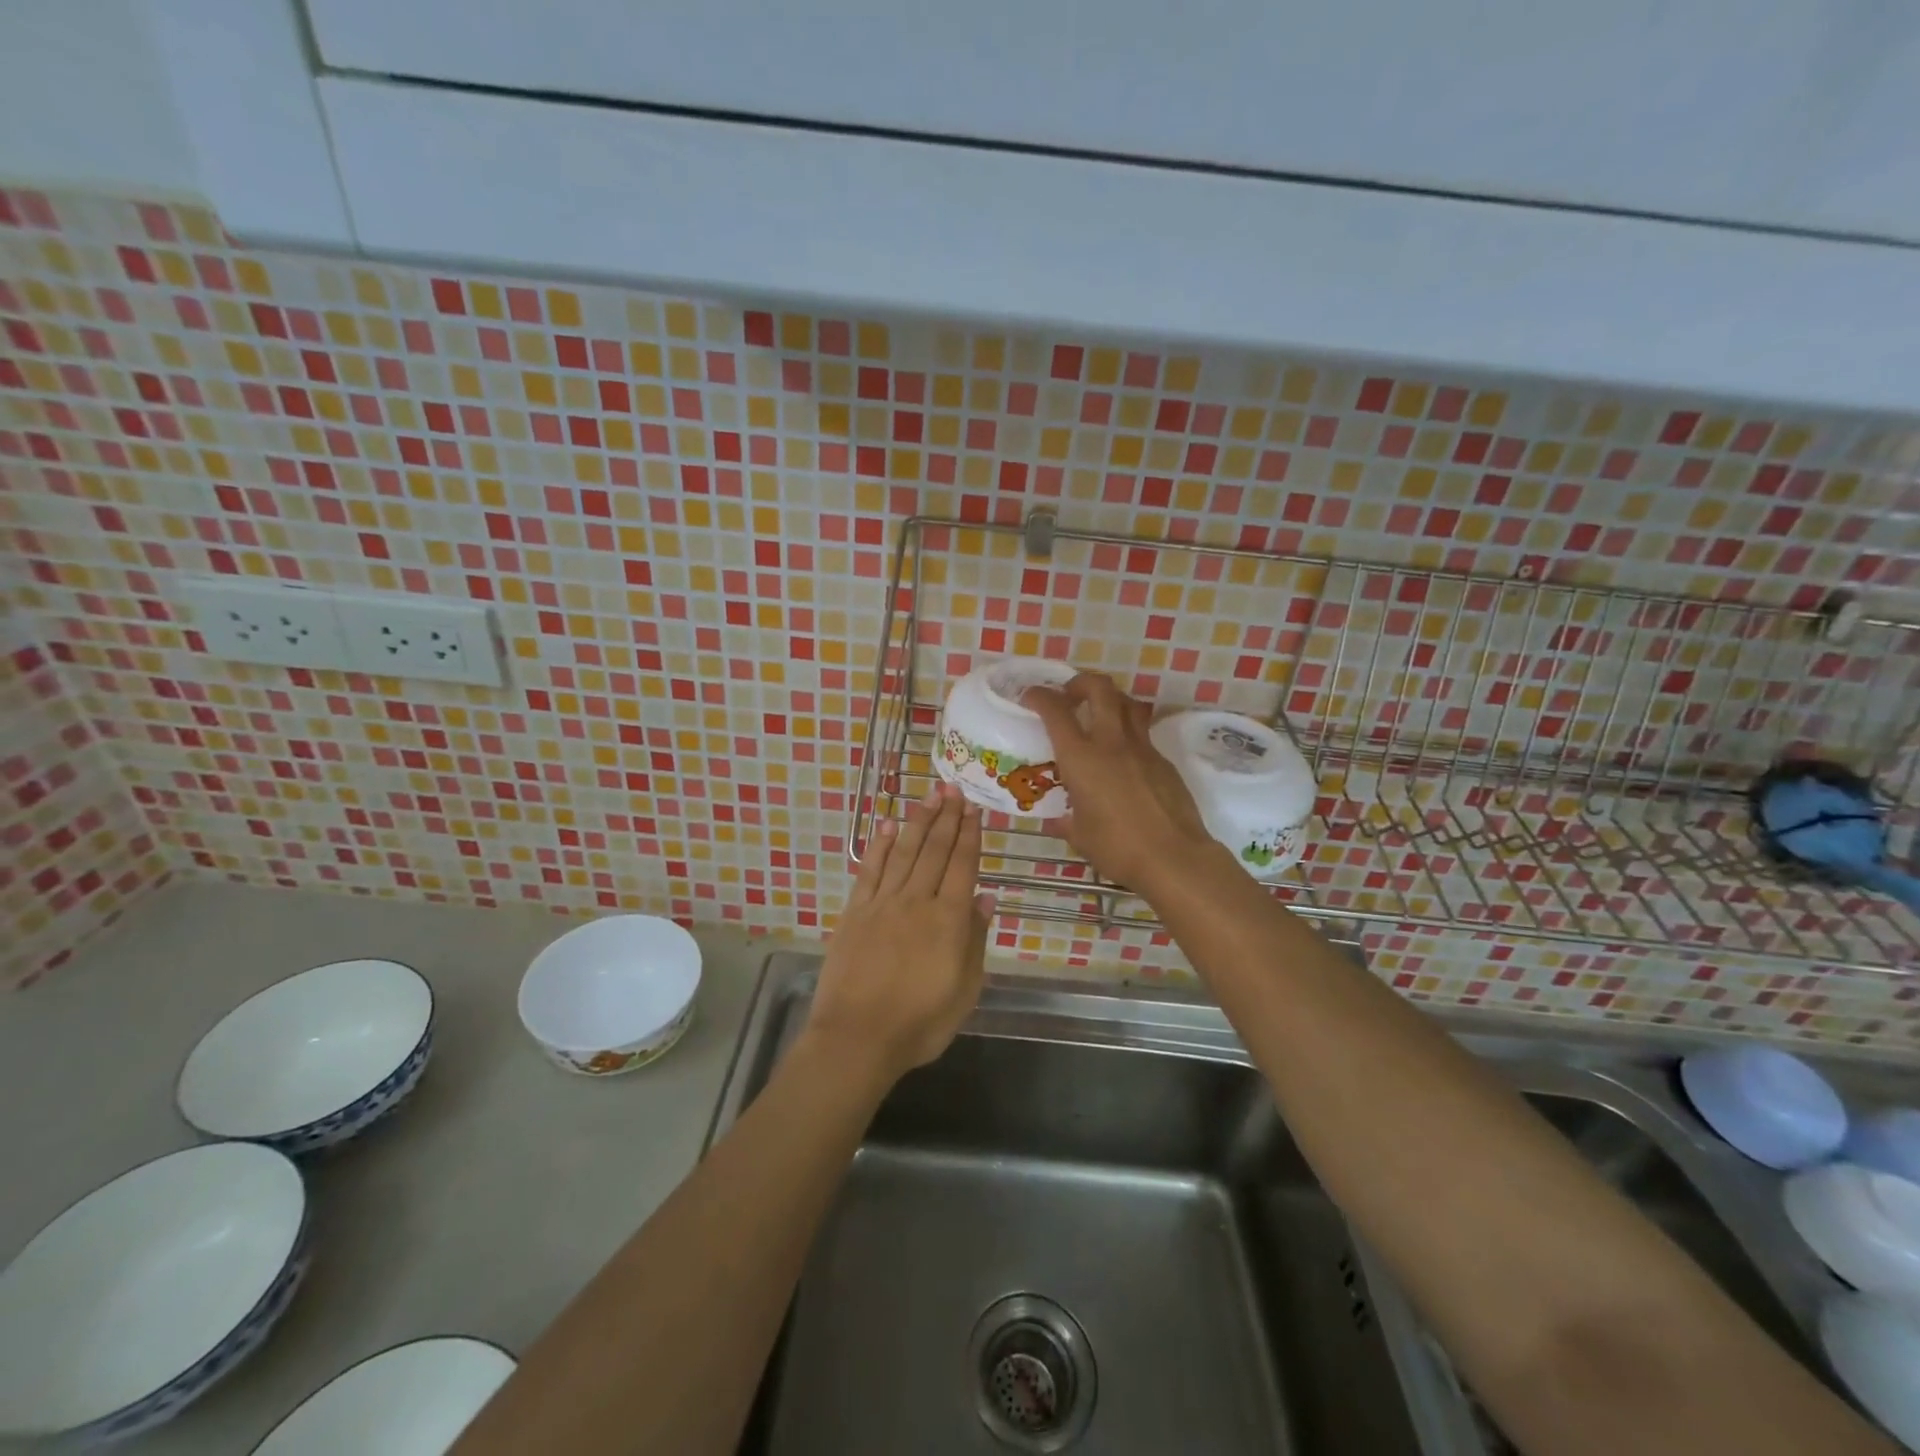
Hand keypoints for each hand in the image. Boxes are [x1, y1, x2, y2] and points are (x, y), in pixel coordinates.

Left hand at [805, 784, 993, 1085]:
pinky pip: (870, 870)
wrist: (857, 1038)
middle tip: (953, 788)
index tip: (974, 808)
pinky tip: (888, 826)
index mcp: (948, 920)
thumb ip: (975, 939)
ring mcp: (882, 903)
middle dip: (947, 817)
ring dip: (918, 821)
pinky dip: (880, 846)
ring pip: (904, 852)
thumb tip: (985, 896)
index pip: (963, 865)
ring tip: (929, 796)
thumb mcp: (965, 990)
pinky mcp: (855, 912)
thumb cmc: (920, 1023)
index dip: (970, 835)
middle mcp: (917, 901)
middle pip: (935, 850)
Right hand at [1024, 673, 1219, 891]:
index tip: (1031, 696)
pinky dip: (1128, 734)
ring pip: (1127, 704)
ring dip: (1110, 699)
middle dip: (1080, 682)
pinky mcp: (1163, 761)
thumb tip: (1059, 821)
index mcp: (1081, 758)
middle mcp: (1111, 743)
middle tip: (1070, 695)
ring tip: (1099, 715)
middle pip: (1099, 689)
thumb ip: (1066, 822)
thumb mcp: (1081, 836)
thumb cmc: (1118, 848)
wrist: (1174, 857)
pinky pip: (1143, 734)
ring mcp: (1142, 748)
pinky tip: (1123, 758)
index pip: (1056, 711)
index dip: (1040, 696)